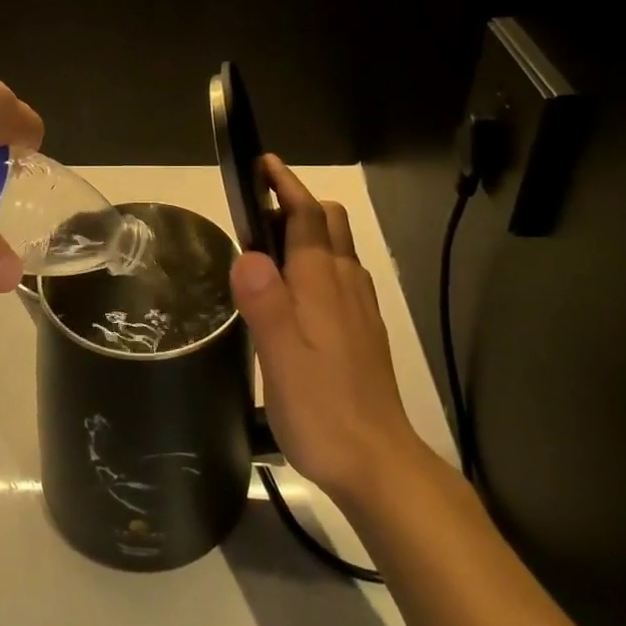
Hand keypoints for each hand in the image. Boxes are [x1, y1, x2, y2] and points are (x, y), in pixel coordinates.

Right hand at [230, 155, 431, 508]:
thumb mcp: (280, 357)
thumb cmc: (323, 408)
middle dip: (298, 202)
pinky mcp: (364, 330)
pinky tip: (299, 291)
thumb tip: (246, 253)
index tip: (264, 162)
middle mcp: (345, 283)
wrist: (378, 462)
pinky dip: (319, 261)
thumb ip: (264, 302)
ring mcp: (360, 306)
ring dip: (308, 231)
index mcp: (321, 282)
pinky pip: (342, 274)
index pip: (307, 215)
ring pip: (338, 247)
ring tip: (270, 247)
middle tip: (258, 211)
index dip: (286, 184)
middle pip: (329, 222)